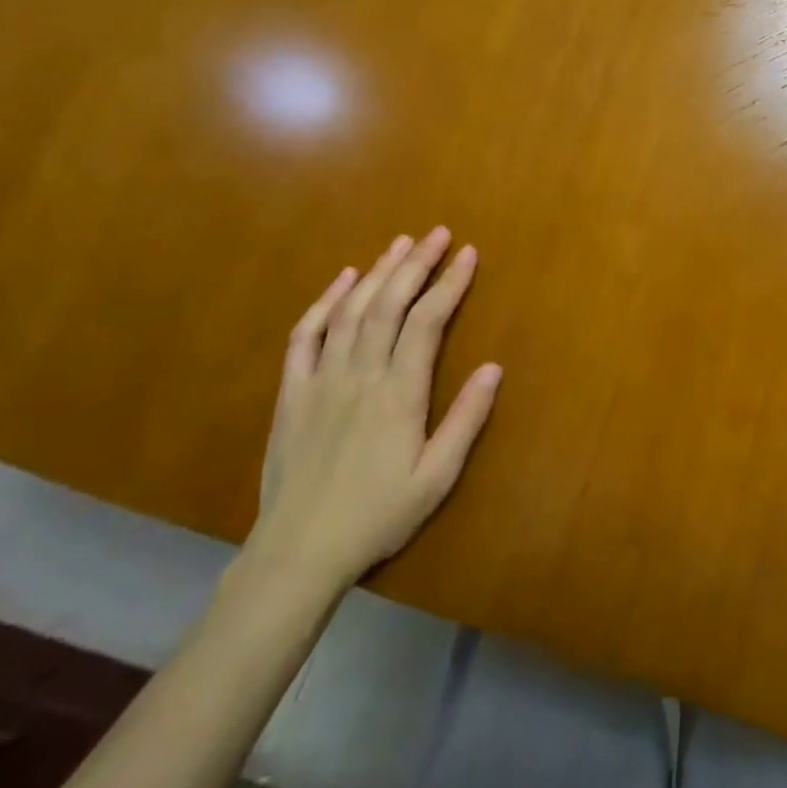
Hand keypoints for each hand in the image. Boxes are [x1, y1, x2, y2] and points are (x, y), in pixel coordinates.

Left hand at [252, 229, 501, 592]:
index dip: (449, 283)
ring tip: (401, 243)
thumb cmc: (377, 516)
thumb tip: (494, 368)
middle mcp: (359, 376)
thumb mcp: (436, 478)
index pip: (427, 322)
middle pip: (389, 304)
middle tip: (438, 234)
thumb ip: (466, 420)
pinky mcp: (292, 393)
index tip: (468, 254)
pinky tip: (344, 280)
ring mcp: (321, 381)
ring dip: (378, 272)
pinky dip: (325, 302)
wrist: (297, 553)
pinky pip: (305, 336)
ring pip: (351, 311)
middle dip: (416, 264)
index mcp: (398, 394)